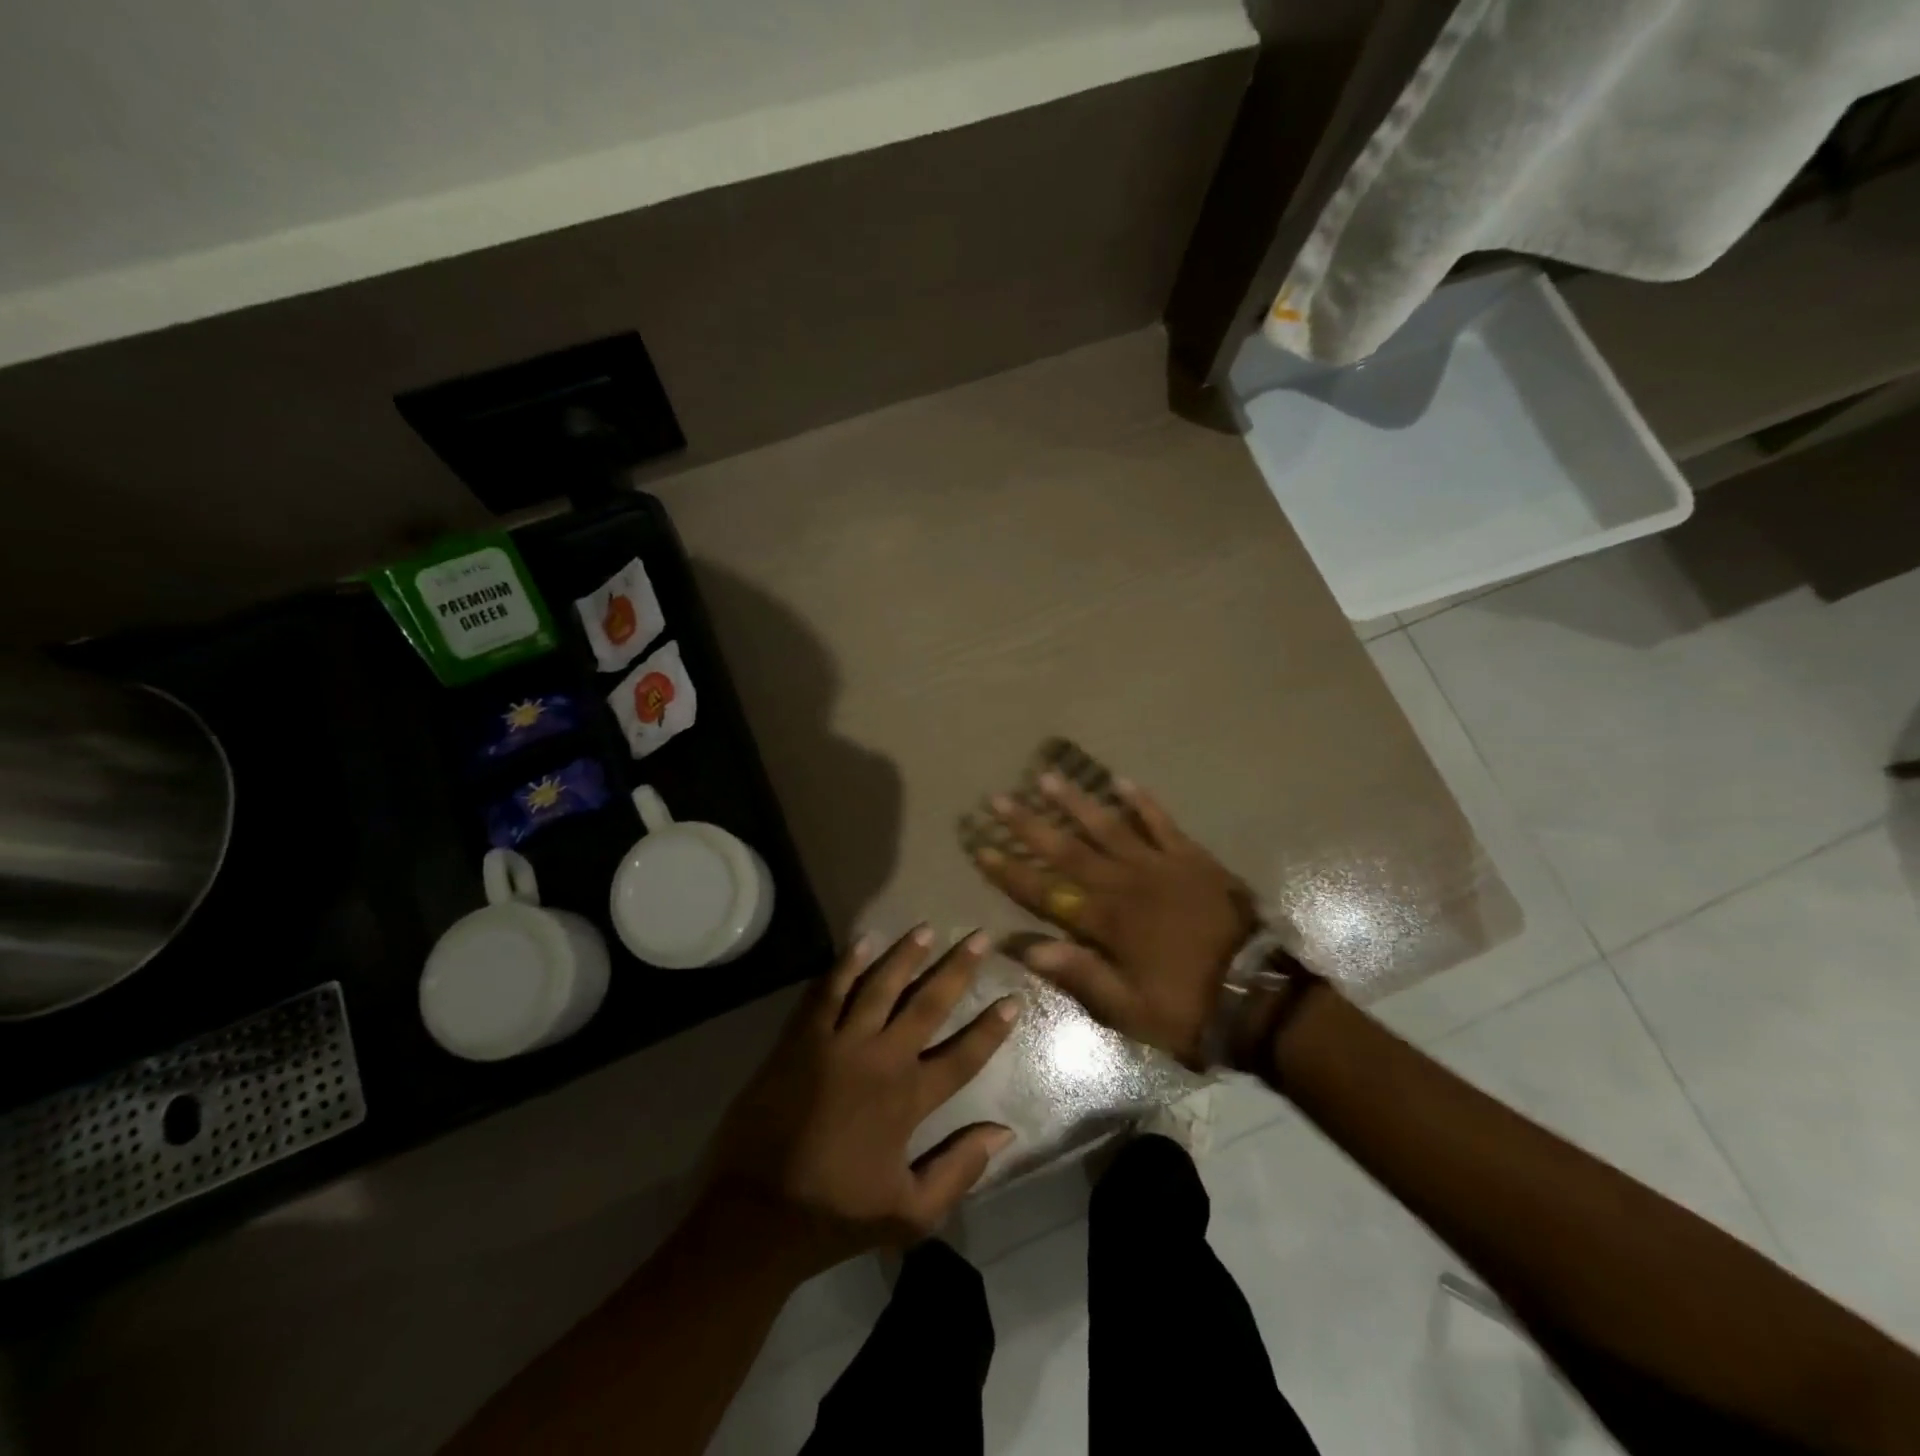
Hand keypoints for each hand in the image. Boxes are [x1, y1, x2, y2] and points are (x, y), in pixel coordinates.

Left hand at [705, 928, 1020, 1275]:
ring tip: (926, 928)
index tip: (1013, 999)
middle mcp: (881, 1059)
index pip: (963, 1055)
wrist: (756, 1212)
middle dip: (957, 969)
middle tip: (979, 937)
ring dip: (905, 955)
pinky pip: (828, 991)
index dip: (991, 1028)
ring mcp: (839, 1044)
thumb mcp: (910, 1214)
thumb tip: (1005, 1133)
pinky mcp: (802, 1039)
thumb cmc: (836, 1213)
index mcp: (909, 1099)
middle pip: (927, 1004)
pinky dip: (846, 964)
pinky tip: (863, 941)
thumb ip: (959, 1171)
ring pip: (880, 986)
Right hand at [973, 774, 1254, 1067]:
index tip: (981, 848)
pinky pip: (1161, 823)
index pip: (1045, 892)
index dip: (1010, 871)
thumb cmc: (1187, 1008)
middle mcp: (1125, 884)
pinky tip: (1121, 781)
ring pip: (1108, 826)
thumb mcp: (1127, 1008)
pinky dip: (1141, 802)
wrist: (1259, 996)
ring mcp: (1159, 865)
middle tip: (999, 799)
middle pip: (1068, 849)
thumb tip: (1024, 945)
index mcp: (1106, 922)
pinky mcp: (1191, 858)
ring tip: (1047, 777)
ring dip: (1075, 802)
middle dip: (1029, 825)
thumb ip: (1077, 973)